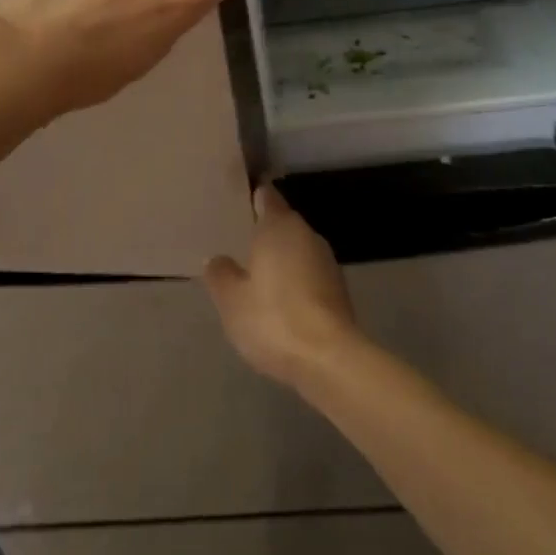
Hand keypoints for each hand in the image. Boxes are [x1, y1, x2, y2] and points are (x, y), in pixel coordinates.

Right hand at [203, 185, 360, 388]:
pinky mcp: (338, 289)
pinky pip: (308, 273)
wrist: (329, 359)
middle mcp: (306, 234)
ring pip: (296, 249)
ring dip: (279, 258)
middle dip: (263, 231)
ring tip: (254, 274)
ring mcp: (327, 261)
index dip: (252, 196)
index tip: (236, 202)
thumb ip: (220, 274)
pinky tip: (279, 301)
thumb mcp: (231, 299)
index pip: (266, 196)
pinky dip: (294, 280)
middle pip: (282, 222)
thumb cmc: (274, 318)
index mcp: (279, 226)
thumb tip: (217, 259)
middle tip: (237, 242)